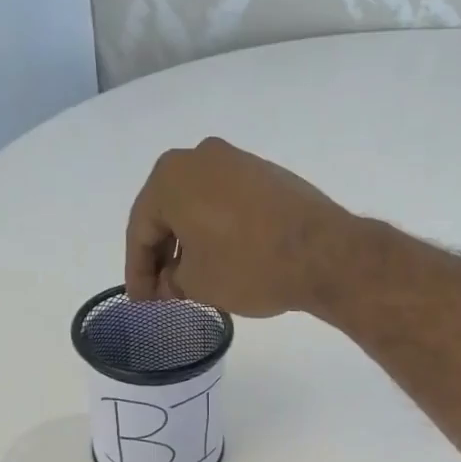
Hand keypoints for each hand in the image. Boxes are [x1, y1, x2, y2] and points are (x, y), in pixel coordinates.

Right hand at [125, 138, 353, 317]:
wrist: (323, 252)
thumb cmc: (247, 265)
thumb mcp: (197, 283)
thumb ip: (171, 281)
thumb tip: (170, 282)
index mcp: (170, 177)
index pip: (140, 230)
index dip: (137, 273)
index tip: (141, 304)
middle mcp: (200, 157)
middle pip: (168, 213)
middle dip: (162, 256)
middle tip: (162, 293)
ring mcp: (238, 162)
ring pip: (199, 207)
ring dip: (190, 244)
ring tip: (191, 282)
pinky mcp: (268, 175)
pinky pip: (228, 205)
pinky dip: (217, 232)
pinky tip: (222, 260)